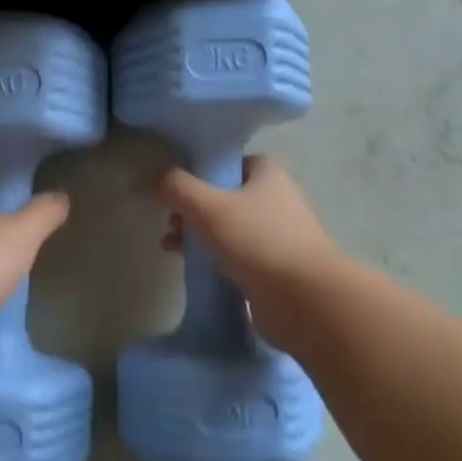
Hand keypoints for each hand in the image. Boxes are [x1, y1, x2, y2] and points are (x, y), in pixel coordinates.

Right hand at [157, 155, 342, 351]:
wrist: (304, 299)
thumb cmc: (257, 241)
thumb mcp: (208, 207)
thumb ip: (177, 188)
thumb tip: (157, 178)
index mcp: (268, 173)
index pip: (229, 162)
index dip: (200, 172)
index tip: (175, 187)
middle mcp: (276, 199)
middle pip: (224, 196)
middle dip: (193, 208)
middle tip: (170, 221)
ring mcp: (277, 235)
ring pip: (228, 227)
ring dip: (198, 234)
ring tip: (170, 247)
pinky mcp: (273, 267)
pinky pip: (236, 255)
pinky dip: (213, 258)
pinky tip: (192, 268)